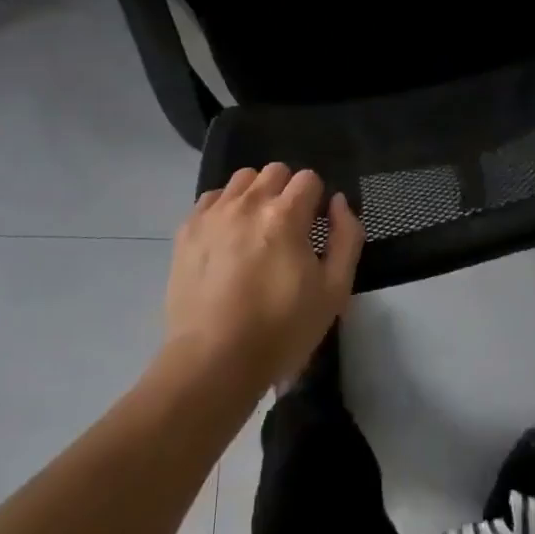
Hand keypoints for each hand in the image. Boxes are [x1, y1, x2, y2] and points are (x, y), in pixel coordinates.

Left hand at [164, 163, 363, 394]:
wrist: (213, 362)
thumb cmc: (280, 330)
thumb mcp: (333, 292)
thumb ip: (346, 237)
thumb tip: (338, 202)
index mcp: (285, 214)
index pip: (308, 178)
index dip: (315, 201)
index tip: (312, 229)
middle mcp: (248, 202)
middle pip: (275, 171)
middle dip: (286, 192)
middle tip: (286, 229)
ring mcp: (214, 213)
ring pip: (242, 179)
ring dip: (255, 195)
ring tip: (254, 230)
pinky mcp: (188, 229)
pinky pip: (211, 198)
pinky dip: (224, 208)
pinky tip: (226, 238)